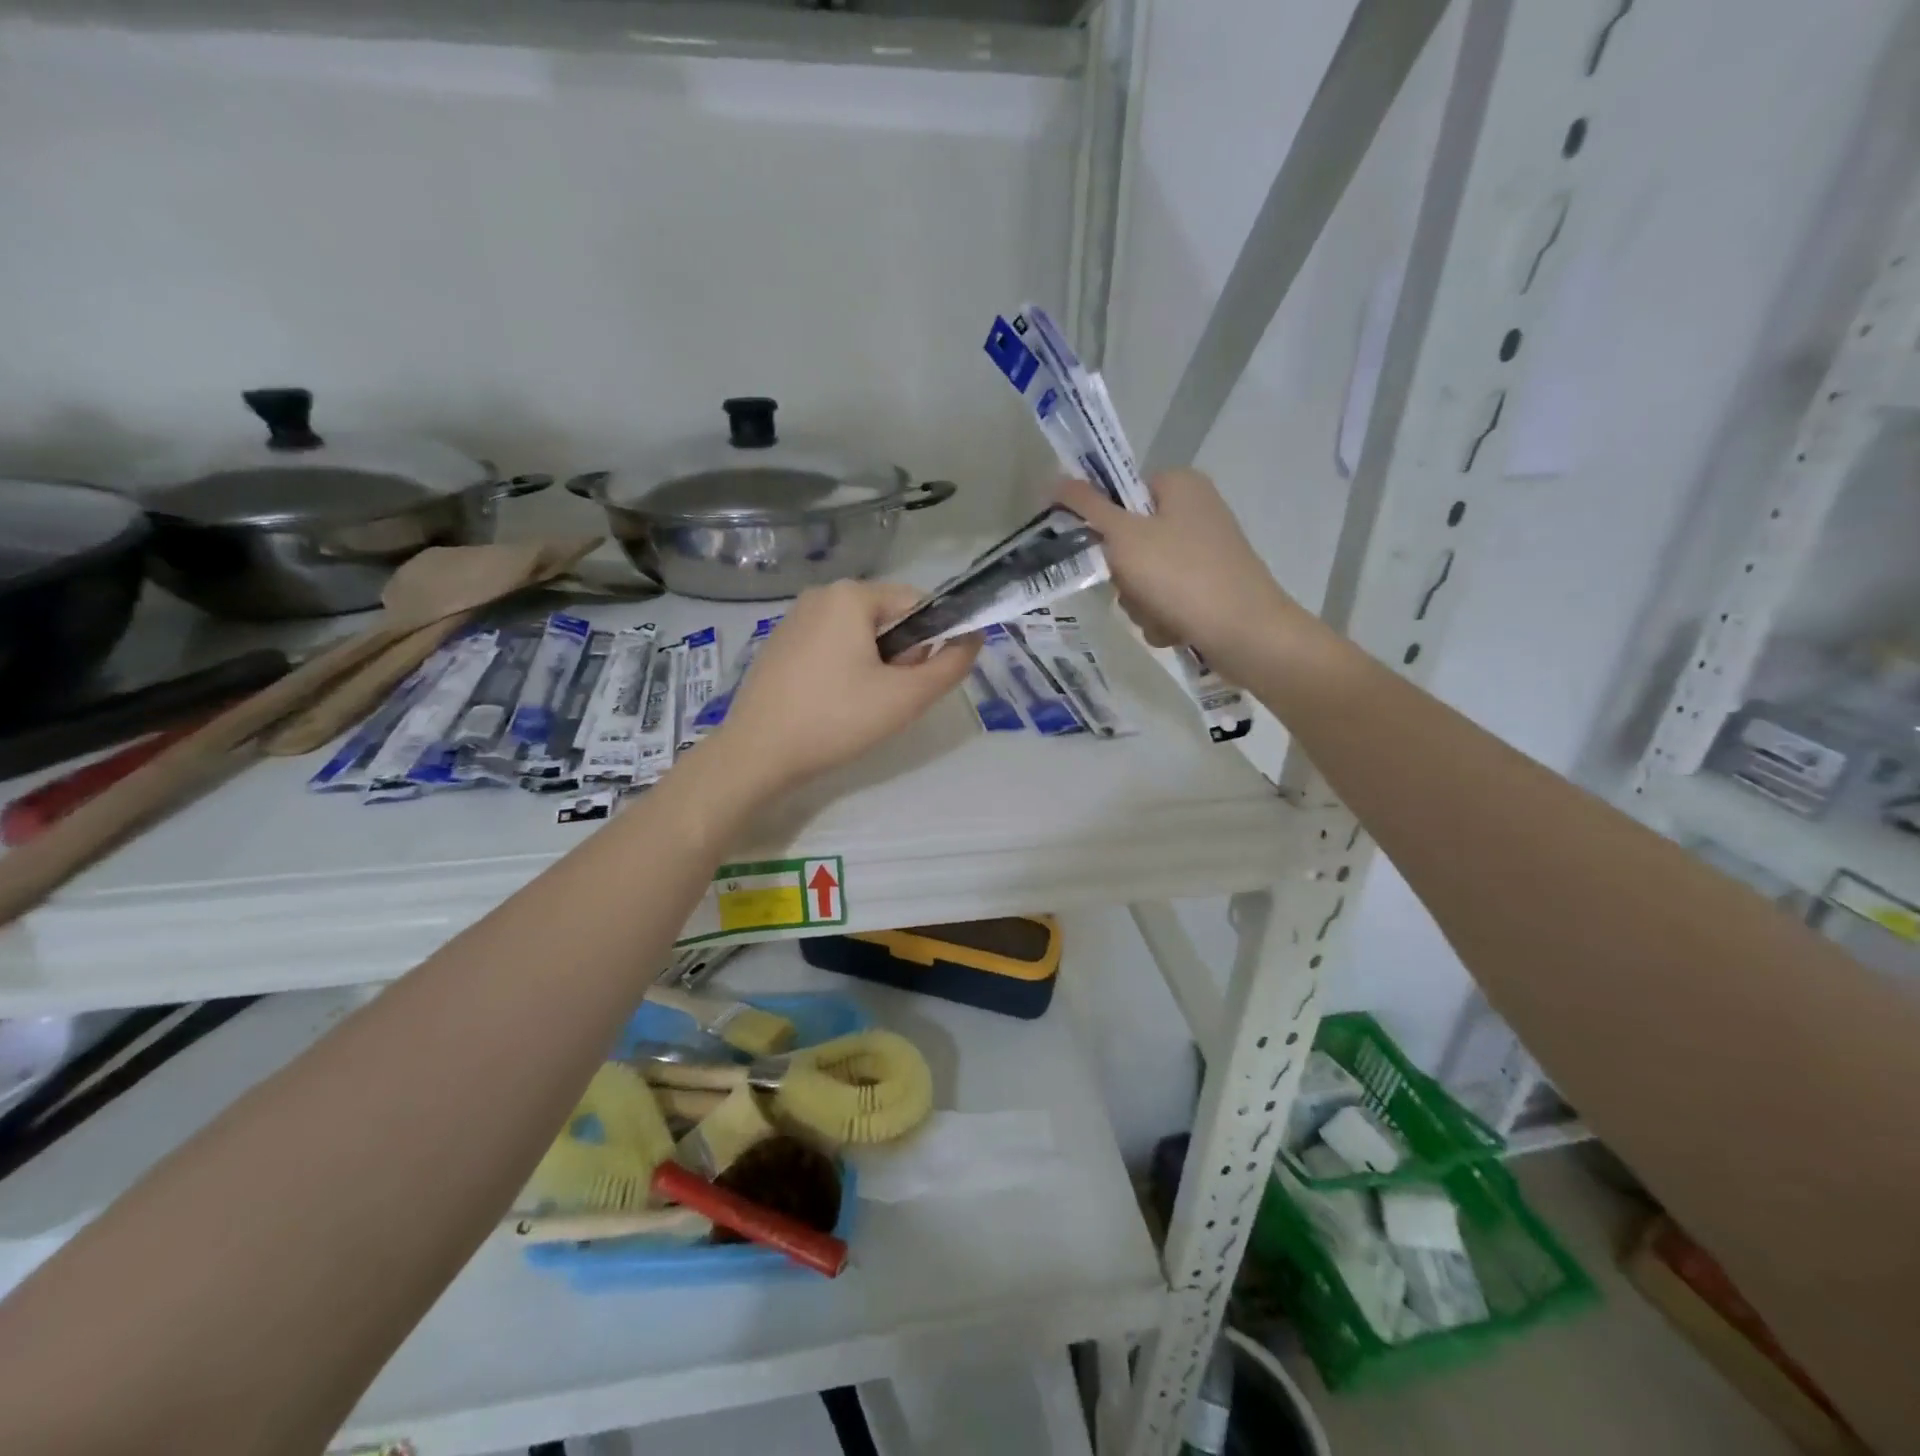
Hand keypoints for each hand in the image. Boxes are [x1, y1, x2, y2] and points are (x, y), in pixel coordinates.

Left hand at [709, 579, 980, 795]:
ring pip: (859, 635)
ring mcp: (794, 619)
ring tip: (859, 707)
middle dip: (899, 656)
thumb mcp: (906, 697)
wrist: (757, 754)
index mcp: (851, 595)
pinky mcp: (779, 645)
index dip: (930, 642)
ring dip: (874, 666)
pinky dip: (843, 671)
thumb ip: (950, 665)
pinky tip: (832, 705)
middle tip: (886, 699)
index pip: (917, 604)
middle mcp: (820, 595)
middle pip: (887, 619)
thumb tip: (974, 637)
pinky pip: (830, 647)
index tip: (915, 681)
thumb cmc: (836, 719)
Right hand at [1056, 470, 1313, 676]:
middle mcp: (1195, 511)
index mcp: (1179, 484)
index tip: (1098, 549)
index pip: (1119, 493)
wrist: (1246, 633)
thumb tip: (1052, 479)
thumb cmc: (1182, 576)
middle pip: (1128, 540)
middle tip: (1133, 586)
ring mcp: (1205, 551)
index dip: (1102, 524)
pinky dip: (1162, 616)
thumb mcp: (1124, 537)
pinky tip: (1174, 627)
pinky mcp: (1210, 587)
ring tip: (1159, 613)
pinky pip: (1165, 599)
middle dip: (1124, 575)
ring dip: (1139, 602)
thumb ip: (1086, 508)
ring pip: (1143, 576)